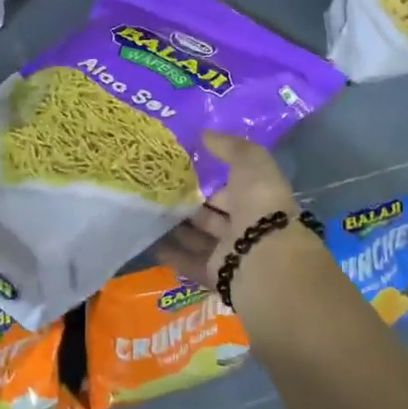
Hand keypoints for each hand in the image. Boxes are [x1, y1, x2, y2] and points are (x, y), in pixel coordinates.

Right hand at [155, 131, 299, 289]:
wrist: (264, 258)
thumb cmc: (260, 204)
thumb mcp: (251, 162)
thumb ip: (229, 147)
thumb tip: (205, 134)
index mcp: (257, 200)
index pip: (229, 188)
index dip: (207, 179)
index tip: (177, 169)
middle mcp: (244, 226)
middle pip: (209, 214)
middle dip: (186, 204)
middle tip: (153, 190)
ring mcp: (228, 252)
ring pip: (196, 237)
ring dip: (173, 227)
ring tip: (143, 211)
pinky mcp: (213, 274)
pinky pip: (186, 261)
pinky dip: (168, 251)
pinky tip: (145, 239)